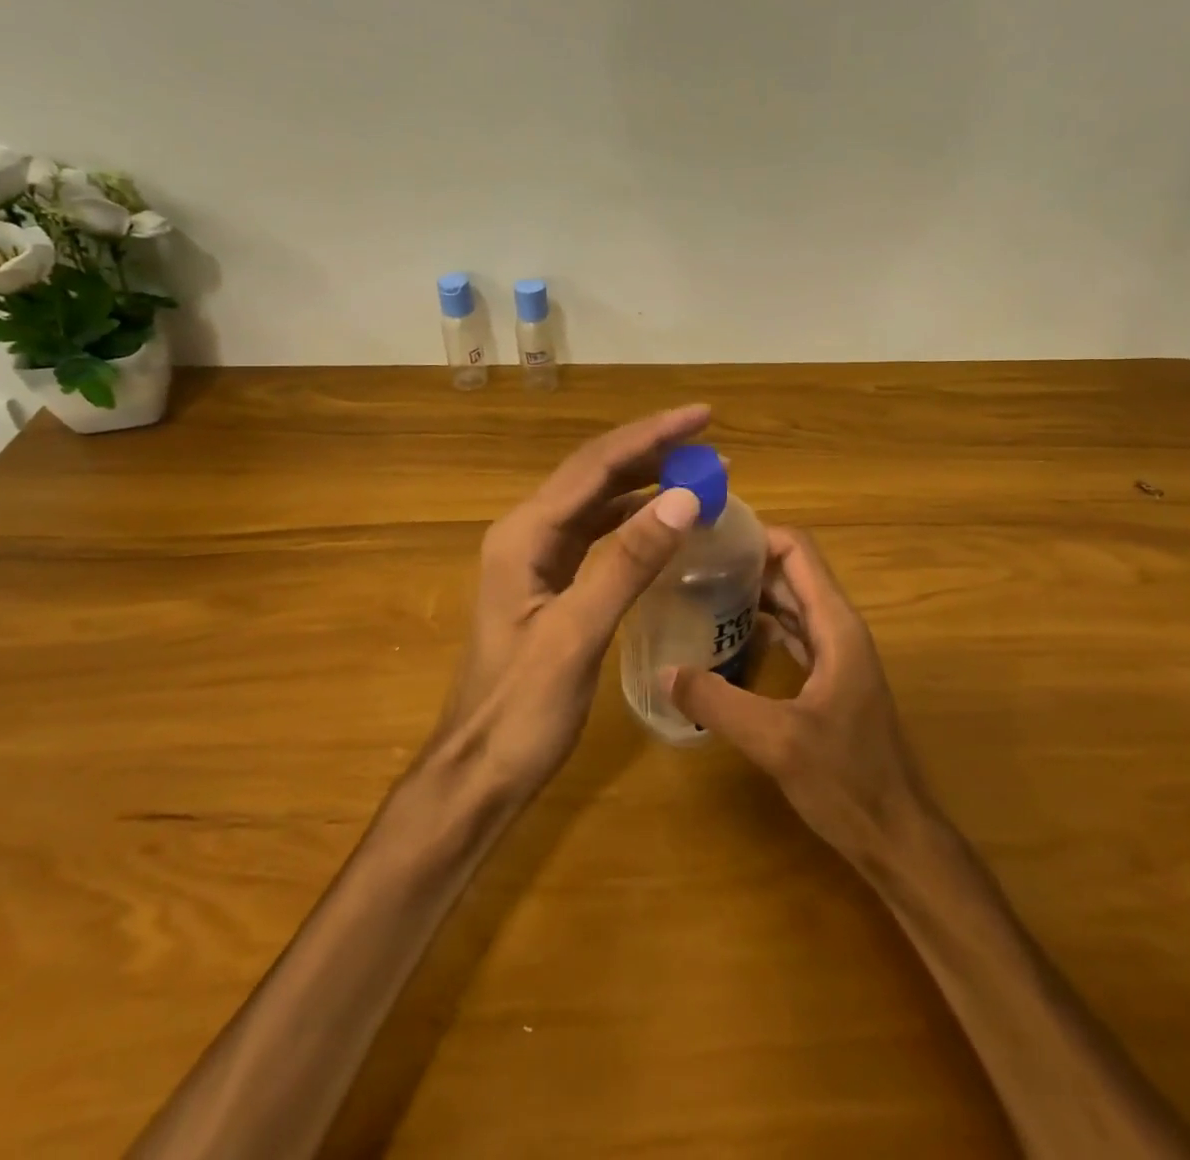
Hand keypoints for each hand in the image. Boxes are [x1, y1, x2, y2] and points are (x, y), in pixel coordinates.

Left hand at [433, 405, 709, 796]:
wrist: (479, 772)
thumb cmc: (521, 710)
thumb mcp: (577, 634)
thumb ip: (628, 563)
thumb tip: (684, 497)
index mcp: (524, 535)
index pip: (595, 466)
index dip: (651, 436)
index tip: (703, 417)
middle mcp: (527, 533)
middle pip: (596, 475)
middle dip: (652, 451)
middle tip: (711, 441)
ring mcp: (538, 559)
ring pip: (598, 502)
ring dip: (647, 483)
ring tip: (700, 471)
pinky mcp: (551, 583)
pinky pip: (599, 535)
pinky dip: (636, 520)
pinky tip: (666, 519)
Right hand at [664, 527, 933, 867]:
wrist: (897, 837)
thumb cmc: (847, 782)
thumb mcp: (776, 741)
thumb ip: (718, 702)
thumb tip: (664, 671)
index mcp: (836, 626)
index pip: (798, 551)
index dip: (756, 536)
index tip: (708, 538)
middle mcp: (838, 629)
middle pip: (791, 573)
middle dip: (744, 563)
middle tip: (688, 565)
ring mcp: (836, 655)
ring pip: (790, 605)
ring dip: (750, 595)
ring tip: (696, 594)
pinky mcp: (829, 681)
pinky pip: (792, 636)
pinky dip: (760, 628)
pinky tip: (723, 640)